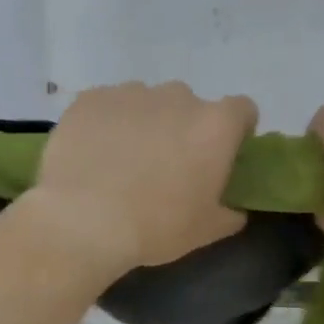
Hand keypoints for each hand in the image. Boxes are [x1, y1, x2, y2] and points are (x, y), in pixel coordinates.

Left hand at [30, 81, 255, 274]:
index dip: (234, 130)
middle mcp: (177, 97)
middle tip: (164, 165)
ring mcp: (130, 93)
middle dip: (181, 128)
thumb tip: (234, 209)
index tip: (219, 155)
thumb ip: (229, 213)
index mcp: (214, 126)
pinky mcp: (90, 99)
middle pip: (188, 105)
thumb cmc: (154, 227)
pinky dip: (105, 123)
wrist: (82, 220)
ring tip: (121, 161)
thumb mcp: (205, 231)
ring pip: (145, 102)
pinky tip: (91, 154)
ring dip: (142, 123)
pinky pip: (106, 106)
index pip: (241, 110)